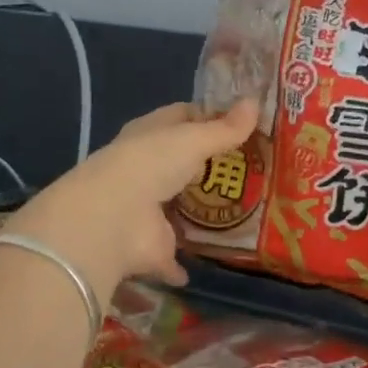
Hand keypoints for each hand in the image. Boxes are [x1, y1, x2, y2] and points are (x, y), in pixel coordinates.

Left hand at [1, 99, 258, 297]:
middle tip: (251, 168)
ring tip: (240, 211)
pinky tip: (204, 264)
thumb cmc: (151, 164)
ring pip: (176, 206)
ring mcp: (146, 209)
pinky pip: (172, 254)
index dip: (209, 117)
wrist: (112, 219)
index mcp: (150, 134)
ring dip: (197, 211)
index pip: (181, 118)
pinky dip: (183, 263)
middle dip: (208, 166)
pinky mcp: (151, 245)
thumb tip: (255, 103)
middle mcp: (145, 169)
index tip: (242, 123)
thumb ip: (226, 129)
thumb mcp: (193, 140)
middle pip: (181, 162)